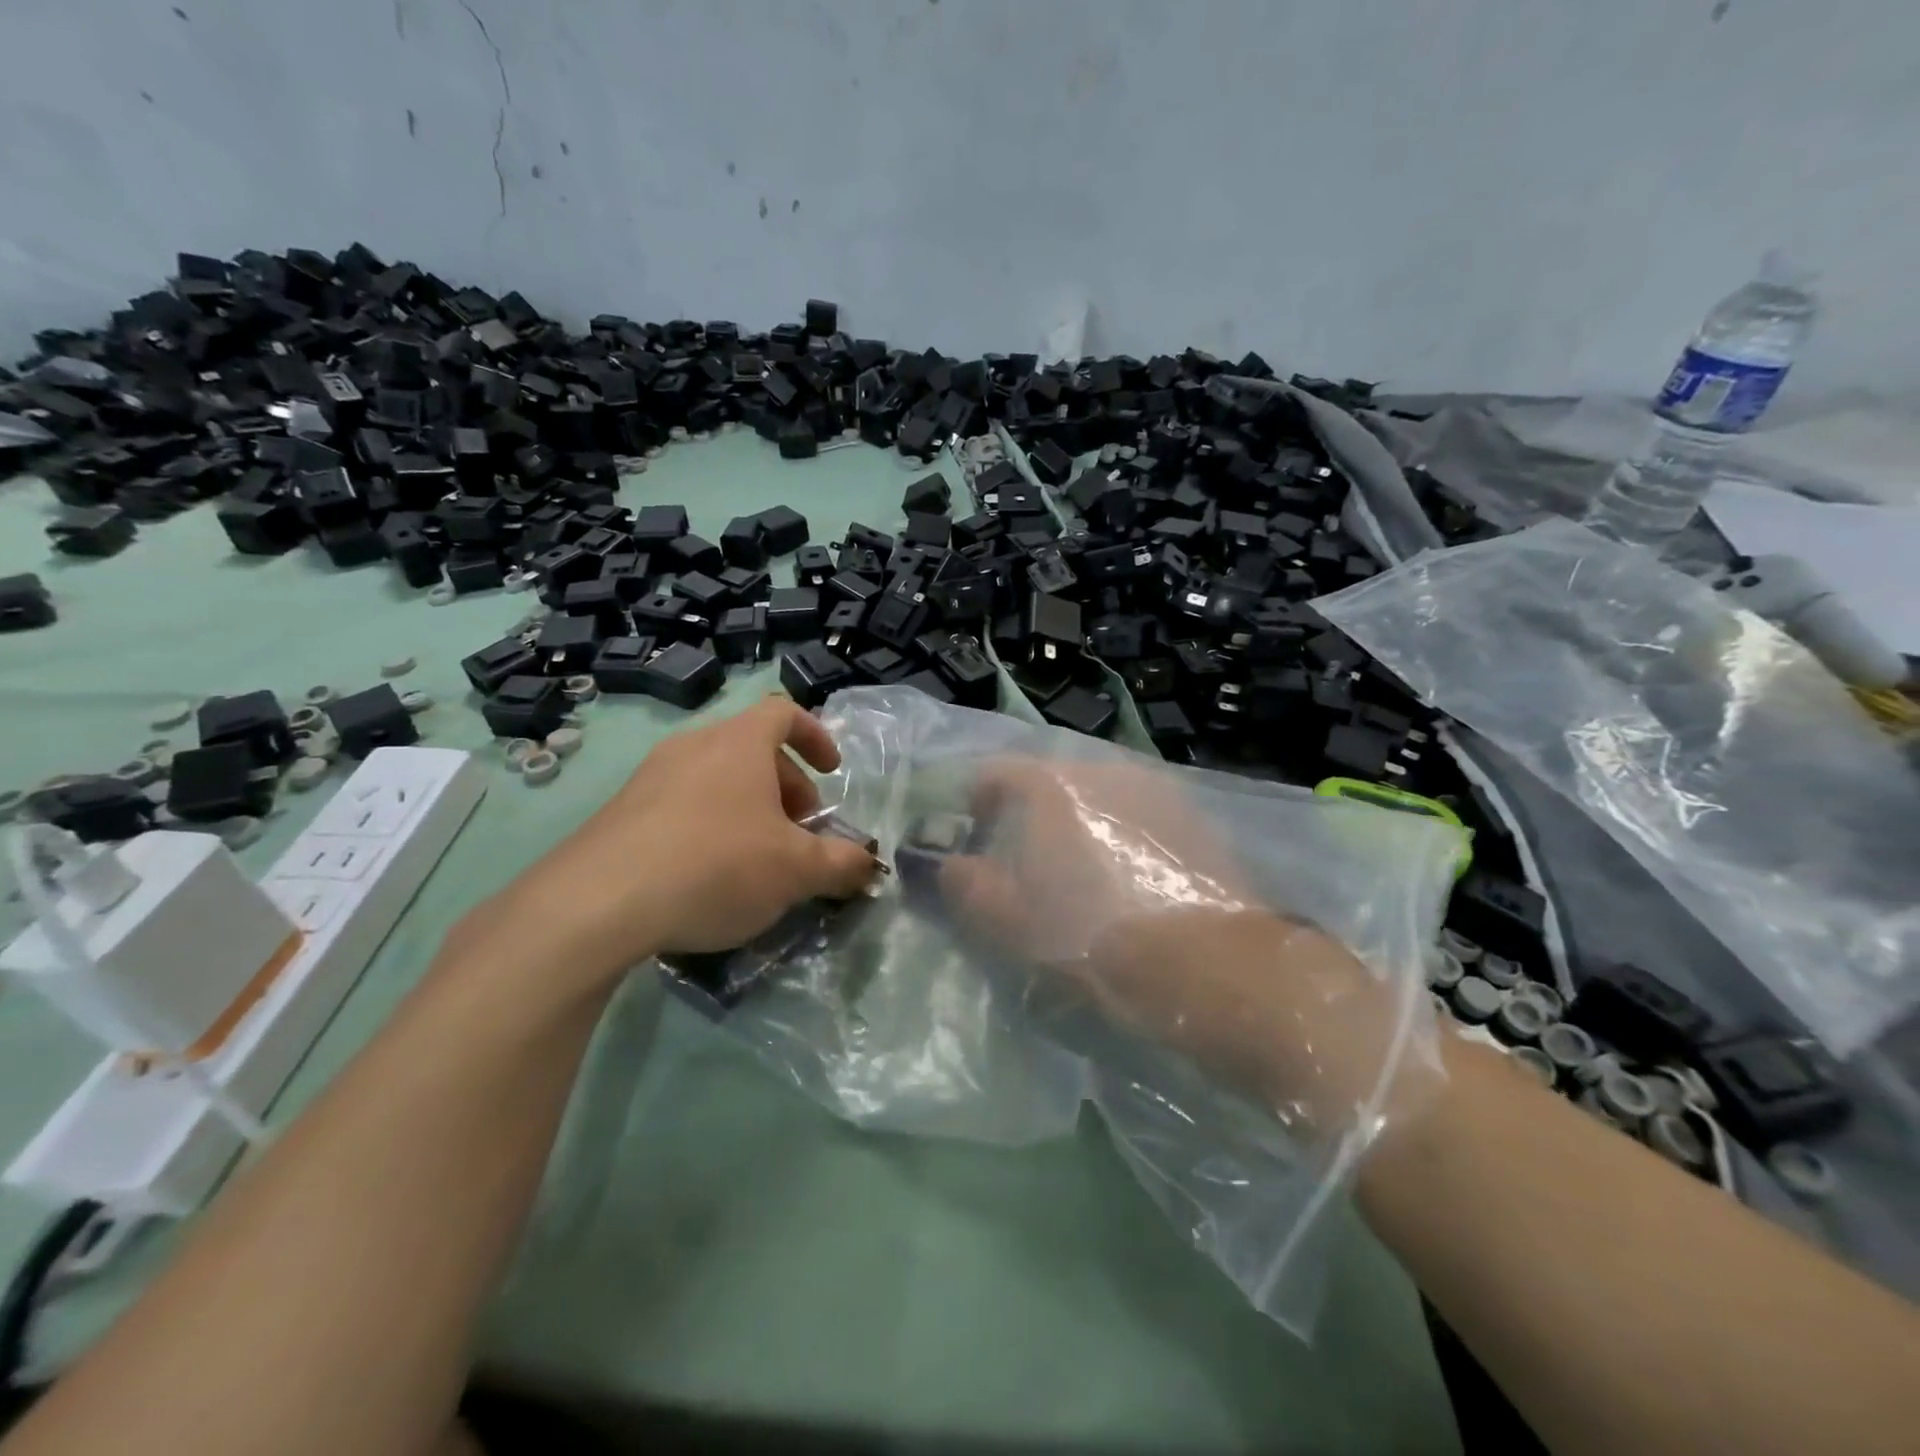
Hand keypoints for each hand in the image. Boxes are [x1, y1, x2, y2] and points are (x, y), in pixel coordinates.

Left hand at [456, 697, 879, 995]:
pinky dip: (709, 825)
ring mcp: (650, 776)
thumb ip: (842, 863)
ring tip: (758, 858)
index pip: (785, 712)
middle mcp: (694, 746)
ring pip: (716, 778)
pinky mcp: (620, 811)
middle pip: (753, 749)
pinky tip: (708, 876)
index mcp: (739, 742)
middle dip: (787, 786)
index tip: (832, 773)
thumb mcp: (797, 869)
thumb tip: (869, 863)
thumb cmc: (717, 865)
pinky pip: (681, 804)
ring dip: (749, 808)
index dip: (816, 736)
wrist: (599, 902)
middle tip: (800, 832)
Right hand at [939, 759, 1396, 1124]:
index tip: (973, 836)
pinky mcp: (1193, 818)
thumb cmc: (1093, 937)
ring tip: (1076, 876)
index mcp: (1053, 786)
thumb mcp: (1011, 922)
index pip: (996, 773)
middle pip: (1049, 782)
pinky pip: (1136, 816)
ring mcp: (1155, 791)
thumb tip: (949, 865)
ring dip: (1075, 826)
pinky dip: (1117, 837)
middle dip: (1027, 816)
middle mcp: (1105, 771)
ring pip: (1096, 799)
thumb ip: (966, 886)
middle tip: (1022, 864)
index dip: (975, 802)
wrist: (1211, 964)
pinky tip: (1126, 882)